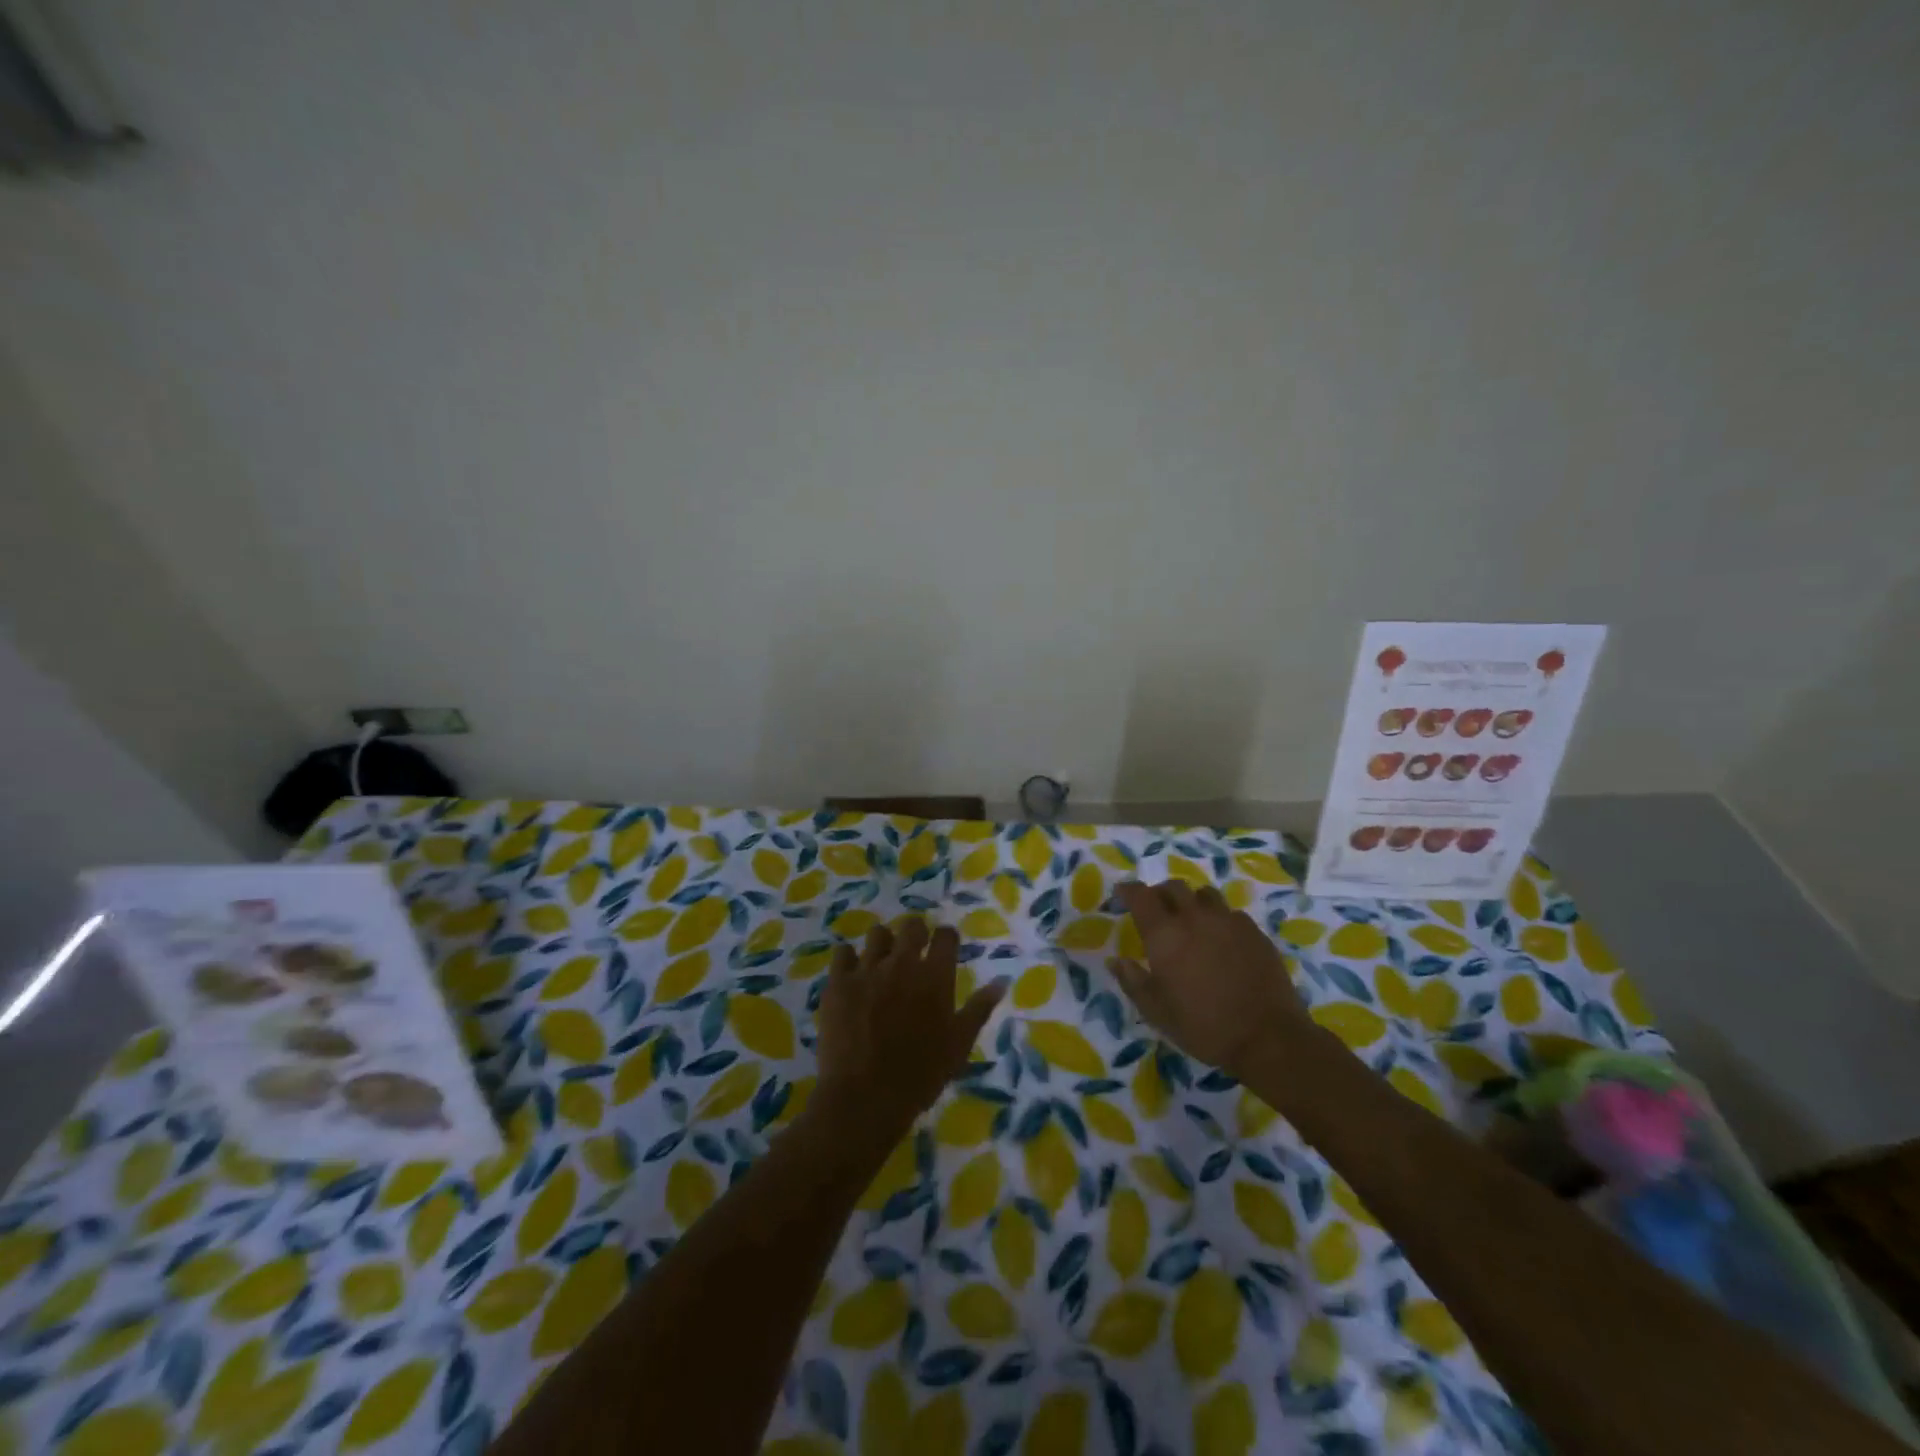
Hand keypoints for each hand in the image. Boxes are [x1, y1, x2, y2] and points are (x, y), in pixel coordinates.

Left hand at [813, 920, 1004, 1147]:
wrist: (865, 1098)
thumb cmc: (920, 1075)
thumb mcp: (959, 1045)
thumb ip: (979, 1008)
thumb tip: (1000, 981)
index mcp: (935, 976)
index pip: (946, 936)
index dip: (946, 939)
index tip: (944, 949)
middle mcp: (902, 963)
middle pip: (912, 926)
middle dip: (915, 934)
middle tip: (913, 954)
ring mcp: (868, 969)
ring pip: (877, 933)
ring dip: (883, 944)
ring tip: (881, 963)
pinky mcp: (838, 982)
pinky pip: (843, 952)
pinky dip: (849, 960)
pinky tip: (852, 975)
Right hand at [1110, 880, 1310, 1081]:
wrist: (1267, 1037)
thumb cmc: (1203, 1026)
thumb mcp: (1157, 1012)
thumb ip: (1132, 981)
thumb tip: (1116, 961)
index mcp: (1165, 934)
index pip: (1140, 895)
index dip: (1128, 890)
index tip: (1122, 893)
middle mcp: (1195, 917)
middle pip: (1173, 887)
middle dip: (1159, 893)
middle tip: (1155, 909)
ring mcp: (1229, 921)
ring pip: (1204, 894)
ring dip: (1191, 901)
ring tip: (1190, 919)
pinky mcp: (1255, 932)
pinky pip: (1231, 913)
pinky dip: (1219, 918)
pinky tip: (1221, 938)